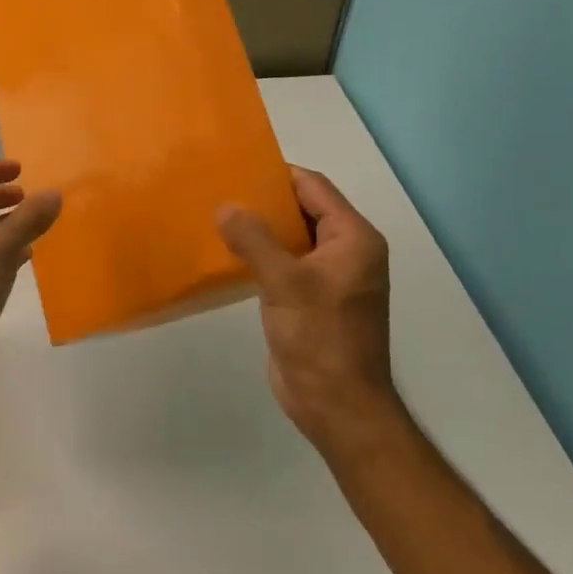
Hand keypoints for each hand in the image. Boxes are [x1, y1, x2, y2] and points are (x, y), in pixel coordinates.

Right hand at [217, 166, 397, 454]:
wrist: (337, 406)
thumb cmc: (320, 338)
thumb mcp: (285, 283)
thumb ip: (254, 240)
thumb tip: (224, 206)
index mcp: (354, 239)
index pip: (314, 188)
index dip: (278, 175)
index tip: (238, 167)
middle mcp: (346, 252)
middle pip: (303, 210)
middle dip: (264, 201)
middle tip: (221, 190)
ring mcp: (329, 278)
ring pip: (291, 238)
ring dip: (259, 229)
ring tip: (217, 217)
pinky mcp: (311, 300)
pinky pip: (284, 264)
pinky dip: (260, 255)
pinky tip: (228, 253)